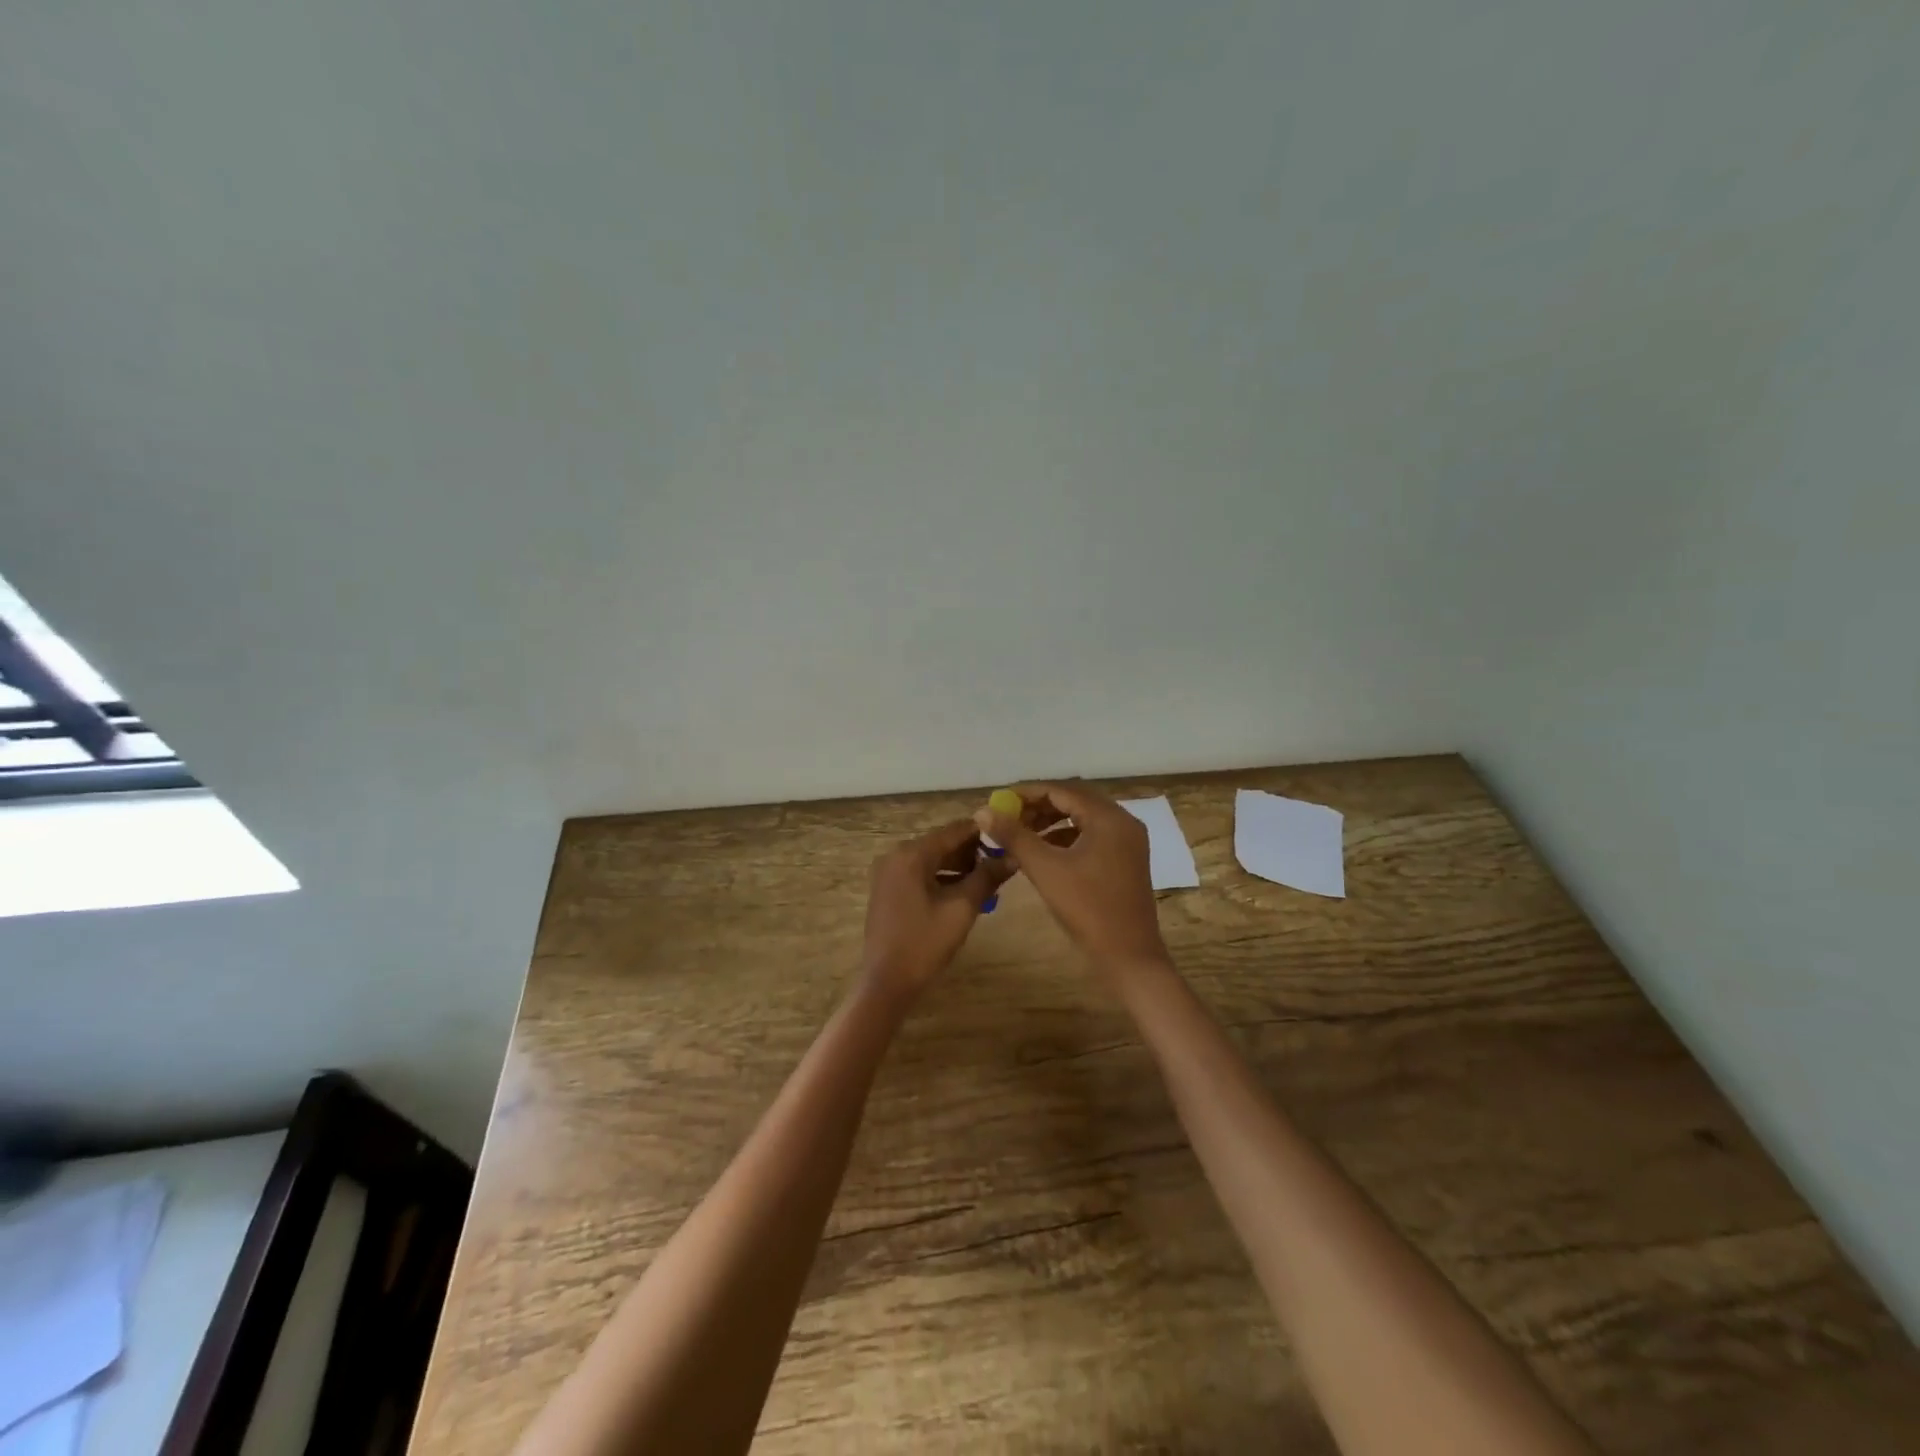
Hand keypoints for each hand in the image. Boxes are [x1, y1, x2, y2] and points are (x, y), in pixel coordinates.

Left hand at [859, 820, 1010, 1003]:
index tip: (1008, 836)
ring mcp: (888, 874)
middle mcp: (895, 856)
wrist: (887, 983)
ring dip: (958, 866)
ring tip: (988, 879)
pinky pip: (920, 874)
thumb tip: (1013, 857)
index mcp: (911, 854)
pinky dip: (942, 878)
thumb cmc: (925, 943)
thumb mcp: (962, 908)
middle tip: (1002, 862)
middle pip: (941, 843)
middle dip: (972, 851)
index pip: (953, 830)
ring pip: (931, 859)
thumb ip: (987, 877)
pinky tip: (964, 891)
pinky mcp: (887, 890)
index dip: (983, 832)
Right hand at [974, 782, 1169, 971]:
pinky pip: (1092, 836)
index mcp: (1108, 818)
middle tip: (1008, 815)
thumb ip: (1014, 836)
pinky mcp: (1126, 860)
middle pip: (1075, 800)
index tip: (998, 799)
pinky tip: (1044, 851)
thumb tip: (982, 811)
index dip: (1028, 793)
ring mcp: (1128, 842)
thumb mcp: (1045, 869)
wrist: (1128, 956)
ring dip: (1052, 821)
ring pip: (1083, 818)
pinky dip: (1066, 837)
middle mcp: (1123, 822)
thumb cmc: (1087, 908)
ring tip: (1021, 833)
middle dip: (1039, 805)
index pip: (1062, 790)